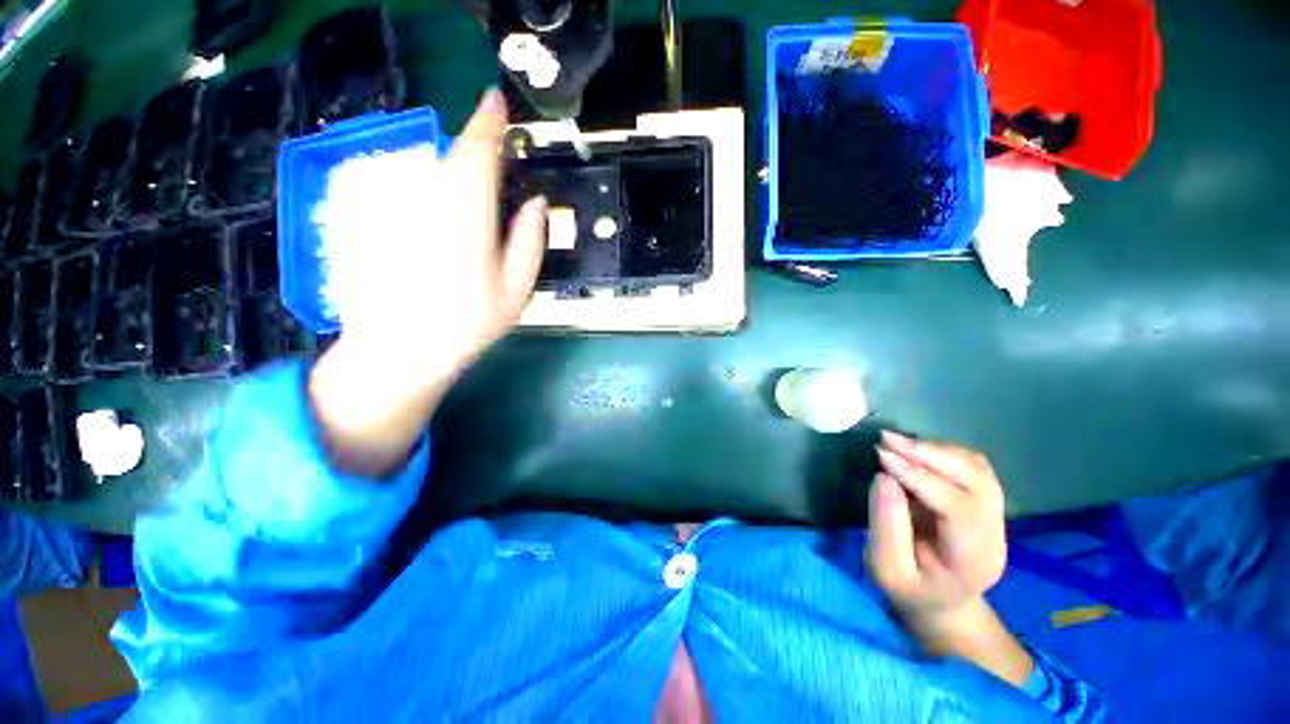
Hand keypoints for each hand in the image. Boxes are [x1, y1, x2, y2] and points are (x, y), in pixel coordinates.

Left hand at [335, 88, 548, 389]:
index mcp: (467, 214)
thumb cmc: (468, 322)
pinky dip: (439, 186)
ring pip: (435, 169)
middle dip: (478, 145)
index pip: (479, 151)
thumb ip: (530, 241)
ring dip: (459, 167)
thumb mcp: (517, 288)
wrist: (402, 348)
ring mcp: (404, 207)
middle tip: (498, 150)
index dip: (489, 121)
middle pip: (455, 156)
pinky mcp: (388, 219)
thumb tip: (536, 203)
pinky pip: (419, 188)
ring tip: (478, 187)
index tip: (497, 99)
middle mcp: (430, 200)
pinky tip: (449, 212)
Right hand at [865, 432, 1007, 625]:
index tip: (881, 457)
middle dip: (930, 454)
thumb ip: (886, 528)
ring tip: (896, 443)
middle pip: (976, 480)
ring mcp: (994, 513)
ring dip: (936, 449)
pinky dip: (942, 451)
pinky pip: (971, 465)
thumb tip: (883, 478)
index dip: (919, 477)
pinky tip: (914, 451)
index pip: (958, 507)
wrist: (941, 599)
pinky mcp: (984, 499)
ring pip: (976, 467)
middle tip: (886, 439)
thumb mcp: (887, 570)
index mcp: (974, 558)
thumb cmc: (911, 589)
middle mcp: (994, 532)